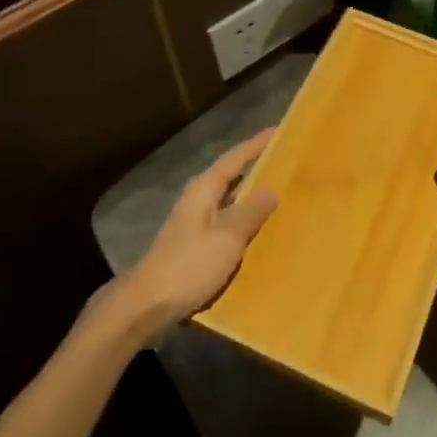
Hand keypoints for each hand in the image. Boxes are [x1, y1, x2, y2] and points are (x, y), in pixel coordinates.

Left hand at [122, 128, 277, 329]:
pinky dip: (244, 220)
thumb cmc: (189, 265)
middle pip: (232, 176)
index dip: (258, 144)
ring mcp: (194, 222)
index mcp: (204, 189)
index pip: (236, 157)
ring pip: (230, 200)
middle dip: (258, 168)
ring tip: (283, 193)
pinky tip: (261, 231)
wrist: (148, 305)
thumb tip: (272, 190)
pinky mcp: (195, 244)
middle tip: (289, 162)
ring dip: (253, 196)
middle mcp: (198, 199)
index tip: (281, 131)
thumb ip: (251, 211)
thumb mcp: (227, 237)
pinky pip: (227, 223)